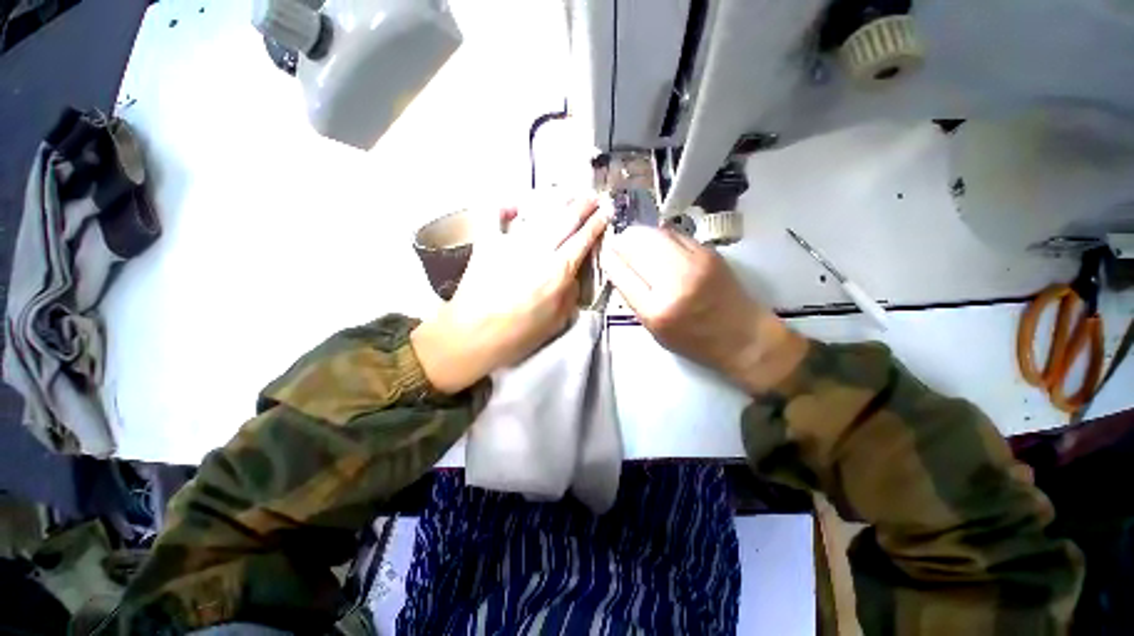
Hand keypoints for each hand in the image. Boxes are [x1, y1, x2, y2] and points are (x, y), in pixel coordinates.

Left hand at [411, 196, 607, 392]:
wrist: (472, 336)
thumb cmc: (518, 335)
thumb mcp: (556, 321)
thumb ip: (570, 294)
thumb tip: (572, 276)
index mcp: (558, 272)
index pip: (582, 241)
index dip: (596, 224)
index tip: (606, 212)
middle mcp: (538, 252)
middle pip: (565, 221)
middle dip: (582, 206)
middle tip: (593, 196)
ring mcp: (511, 244)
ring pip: (539, 216)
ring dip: (556, 203)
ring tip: (567, 195)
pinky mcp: (488, 244)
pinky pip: (495, 218)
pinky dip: (503, 208)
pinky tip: (513, 204)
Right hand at [601, 226, 806, 392]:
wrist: (742, 336)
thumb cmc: (694, 340)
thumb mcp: (655, 331)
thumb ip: (634, 299)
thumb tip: (619, 269)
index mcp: (657, 310)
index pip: (622, 274)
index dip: (609, 260)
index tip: (605, 255)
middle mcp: (674, 283)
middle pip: (637, 246)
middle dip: (622, 242)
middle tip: (618, 244)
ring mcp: (695, 263)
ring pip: (655, 234)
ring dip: (639, 234)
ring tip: (634, 241)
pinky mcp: (709, 252)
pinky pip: (674, 234)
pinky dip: (659, 235)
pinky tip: (656, 243)